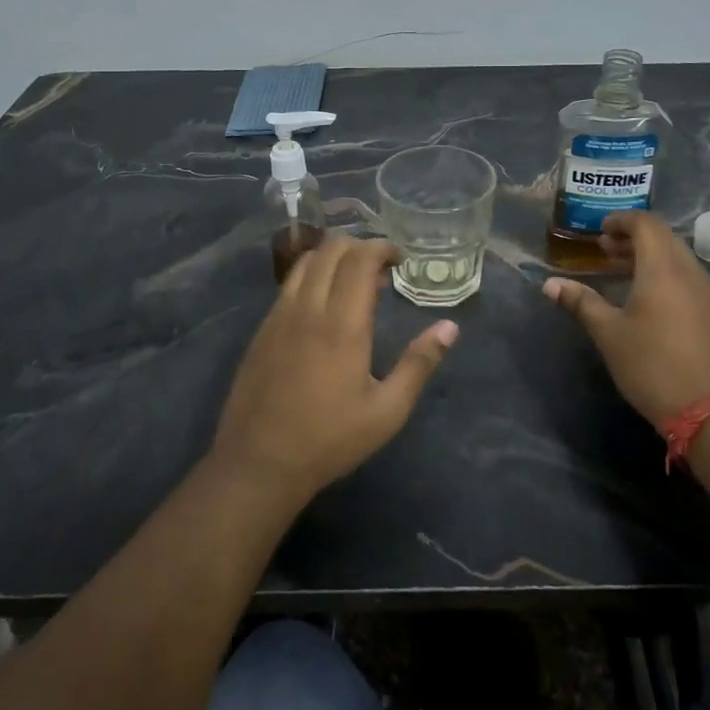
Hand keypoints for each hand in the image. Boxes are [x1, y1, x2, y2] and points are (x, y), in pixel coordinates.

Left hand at [213, 234, 457, 498]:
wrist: (259, 463)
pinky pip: (288, 285)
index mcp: (342, 325)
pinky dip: (312, 277)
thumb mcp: (387, 411)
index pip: (359, 259)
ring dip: (333, 258)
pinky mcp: (262, 330)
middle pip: (330, 249)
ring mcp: (278, 316)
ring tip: (353, 282)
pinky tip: (323, 306)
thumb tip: (450, 327)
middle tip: (381, 269)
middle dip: (359, 246)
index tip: (400, 259)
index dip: (381, 247)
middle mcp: (308, 309)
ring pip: (305, 262)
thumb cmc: (330, 440)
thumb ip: (419, 364)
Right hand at [543, 211, 709, 431]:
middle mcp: (690, 271)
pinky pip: (689, 278)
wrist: (708, 409)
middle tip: (606, 250)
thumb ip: (581, 303)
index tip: (600, 231)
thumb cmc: (651, 364)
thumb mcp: (608, 333)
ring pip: (678, 258)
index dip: (621, 221)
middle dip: (634, 238)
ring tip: (622, 272)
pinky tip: (649, 299)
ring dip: (650, 257)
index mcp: (663, 268)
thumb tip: (550, 285)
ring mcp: (708, 292)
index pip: (646, 224)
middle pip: (664, 238)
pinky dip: (666, 275)